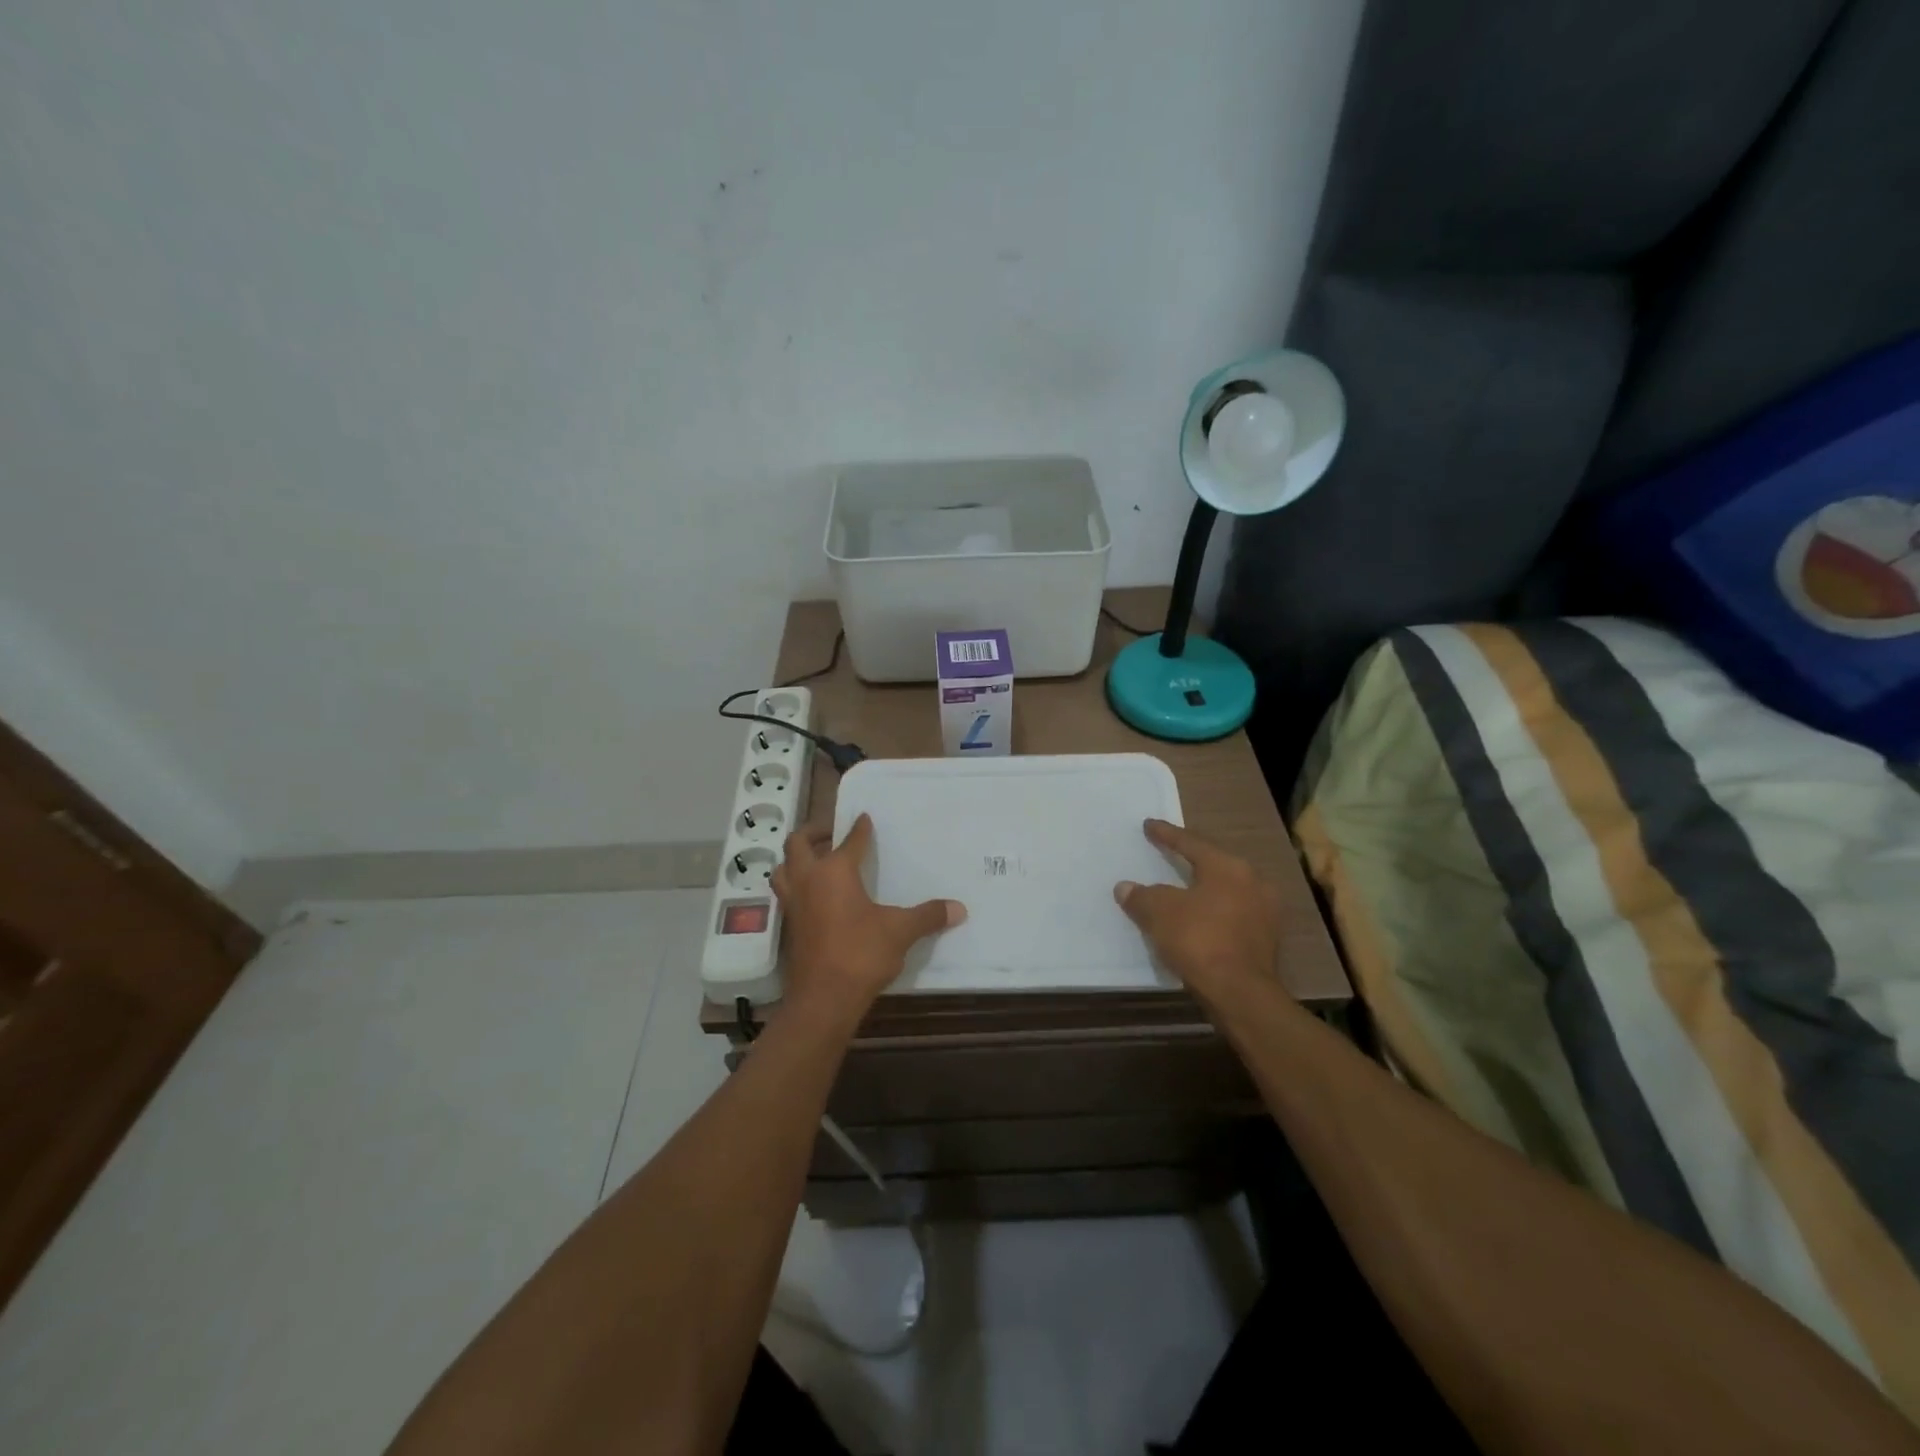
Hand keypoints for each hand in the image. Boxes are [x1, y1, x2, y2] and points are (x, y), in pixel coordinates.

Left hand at [772, 813, 965, 1026]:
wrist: (824, 999)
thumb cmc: (861, 953)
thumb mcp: (900, 931)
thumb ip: (928, 916)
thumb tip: (959, 908)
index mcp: (835, 871)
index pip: (849, 840)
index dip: (859, 828)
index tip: (865, 818)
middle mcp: (809, 880)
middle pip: (798, 844)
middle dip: (814, 833)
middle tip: (832, 831)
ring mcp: (794, 904)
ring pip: (783, 869)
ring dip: (797, 859)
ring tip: (816, 860)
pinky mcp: (790, 927)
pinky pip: (787, 894)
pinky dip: (797, 885)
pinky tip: (816, 896)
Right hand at [1114, 819, 1283, 1009]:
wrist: (1241, 993)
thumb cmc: (1199, 940)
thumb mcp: (1159, 913)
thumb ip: (1141, 896)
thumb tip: (1125, 887)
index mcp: (1227, 866)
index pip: (1191, 842)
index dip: (1166, 834)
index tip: (1149, 825)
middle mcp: (1252, 881)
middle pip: (1214, 864)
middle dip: (1191, 860)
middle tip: (1170, 853)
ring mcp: (1265, 912)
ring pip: (1227, 891)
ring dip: (1204, 890)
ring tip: (1184, 890)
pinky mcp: (1267, 940)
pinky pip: (1233, 916)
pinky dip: (1214, 914)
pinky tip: (1200, 921)